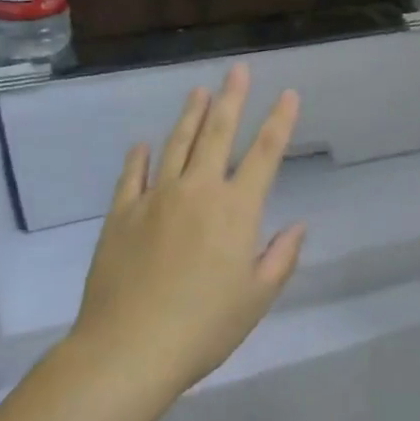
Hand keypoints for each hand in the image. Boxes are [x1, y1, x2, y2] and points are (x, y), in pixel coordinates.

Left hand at [71, 64, 306, 395]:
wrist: (129, 349)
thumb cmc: (205, 327)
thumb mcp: (257, 297)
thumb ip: (281, 256)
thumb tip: (298, 225)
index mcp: (237, 210)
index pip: (265, 154)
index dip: (280, 121)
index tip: (288, 95)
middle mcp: (198, 192)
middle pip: (218, 134)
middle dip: (232, 99)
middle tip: (238, 71)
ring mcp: (155, 199)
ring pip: (176, 145)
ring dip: (190, 116)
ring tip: (199, 91)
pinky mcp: (121, 215)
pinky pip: (131, 176)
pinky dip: (138, 157)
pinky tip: (142, 143)